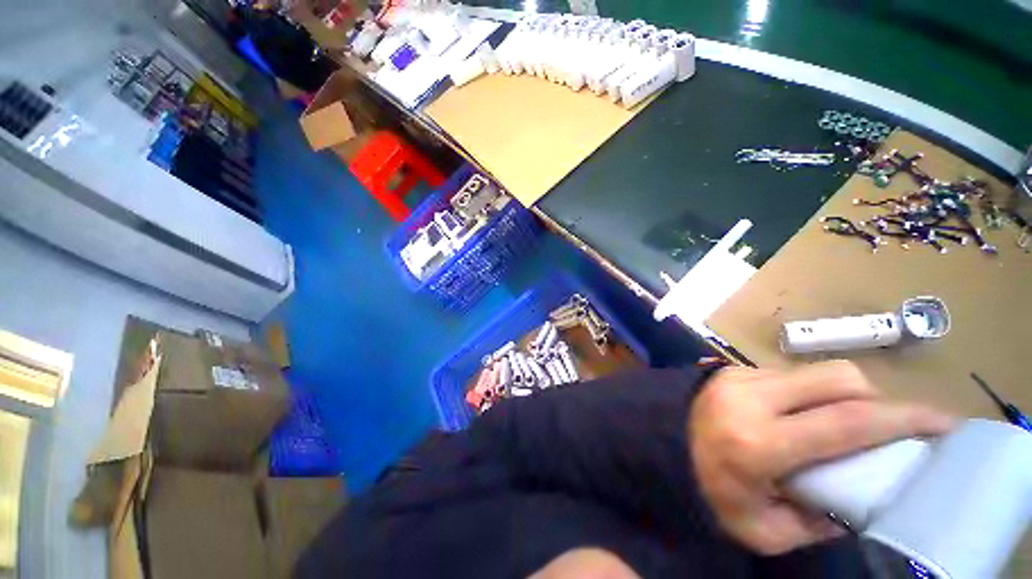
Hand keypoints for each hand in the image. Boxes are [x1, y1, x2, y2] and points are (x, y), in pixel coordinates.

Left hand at [689, 361, 954, 554]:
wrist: (654, 445)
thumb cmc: (704, 492)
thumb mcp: (761, 529)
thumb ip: (815, 523)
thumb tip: (857, 501)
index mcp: (757, 441)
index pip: (847, 422)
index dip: (904, 420)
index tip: (944, 423)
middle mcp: (749, 397)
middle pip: (838, 379)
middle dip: (876, 400)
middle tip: (889, 429)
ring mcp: (737, 376)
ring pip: (813, 373)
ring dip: (841, 396)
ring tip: (842, 426)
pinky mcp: (729, 369)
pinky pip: (787, 373)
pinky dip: (810, 392)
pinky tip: (803, 416)